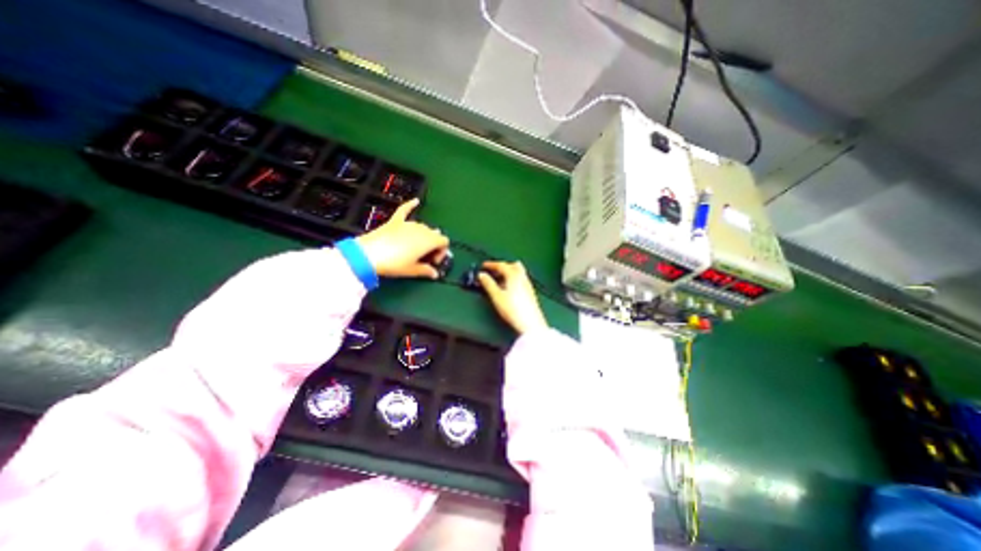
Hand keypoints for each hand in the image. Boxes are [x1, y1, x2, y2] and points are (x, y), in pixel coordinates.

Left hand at [356, 199, 449, 279]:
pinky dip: (411, 205)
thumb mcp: (412, 270)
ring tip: (416, 247)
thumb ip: (426, 271)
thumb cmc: (394, 264)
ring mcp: (408, 224)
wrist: (368, 255)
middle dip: (433, 245)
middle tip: (424, 257)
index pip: (444, 242)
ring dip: (423, 235)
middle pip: (434, 234)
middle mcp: (422, 229)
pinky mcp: (395, 221)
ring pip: (423, 226)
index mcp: (429, 241)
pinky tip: (416, 201)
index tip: (433, 261)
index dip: (442, 252)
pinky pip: (405, 210)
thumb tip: (435, 274)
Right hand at [478, 261, 548, 334]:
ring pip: (518, 272)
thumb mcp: (496, 296)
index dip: (491, 264)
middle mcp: (522, 277)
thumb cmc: (513, 309)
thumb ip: (488, 284)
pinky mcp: (530, 292)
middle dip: (501, 267)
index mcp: (514, 275)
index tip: (483, 266)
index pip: (501, 265)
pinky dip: (513, 279)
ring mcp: (528, 284)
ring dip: (508, 273)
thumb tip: (482, 275)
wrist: (530, 323)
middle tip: (492, 272)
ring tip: (499, 280)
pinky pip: (521, 279)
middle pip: (512, 266)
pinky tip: (508, 288)